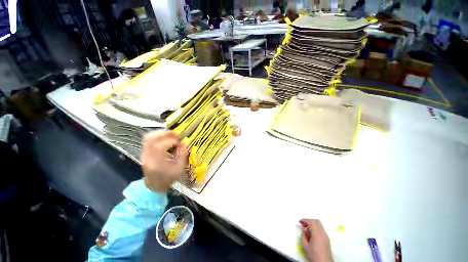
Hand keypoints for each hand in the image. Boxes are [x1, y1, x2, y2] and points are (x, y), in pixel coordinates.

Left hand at [141, 131, 187, 192]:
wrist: (154, 185)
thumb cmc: (168, 178)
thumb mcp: (179, 169)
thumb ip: (182, 156)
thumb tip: (184, 146)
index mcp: (156, 161)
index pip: (164, 145)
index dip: (175, 142)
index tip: (181, 145)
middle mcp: (148, 155)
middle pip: (152, 138)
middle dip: (166, 133)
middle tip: (176, 134)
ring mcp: (144, 153)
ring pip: (149, 137)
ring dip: (161, 134)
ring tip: (171, 135)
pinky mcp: (145, 152)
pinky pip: (149, 140)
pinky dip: (157, 137)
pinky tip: (165, 139)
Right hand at [299, 219, 332, 261]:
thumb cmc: (314, 255)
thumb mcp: (305, 246)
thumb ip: (303, 236)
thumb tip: (303, 230)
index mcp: (317, 234)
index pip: (311, 222)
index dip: (305, 220)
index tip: (299, 222)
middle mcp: (323, 233)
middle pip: (316, 221)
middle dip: (309, 221)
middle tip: (303, 225)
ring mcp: (326, 236)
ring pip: (319, 225)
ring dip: (312, 225)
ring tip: (307, 230)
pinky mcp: (327, 239)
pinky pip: (321, 229)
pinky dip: (315, 228)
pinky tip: (311, 235)